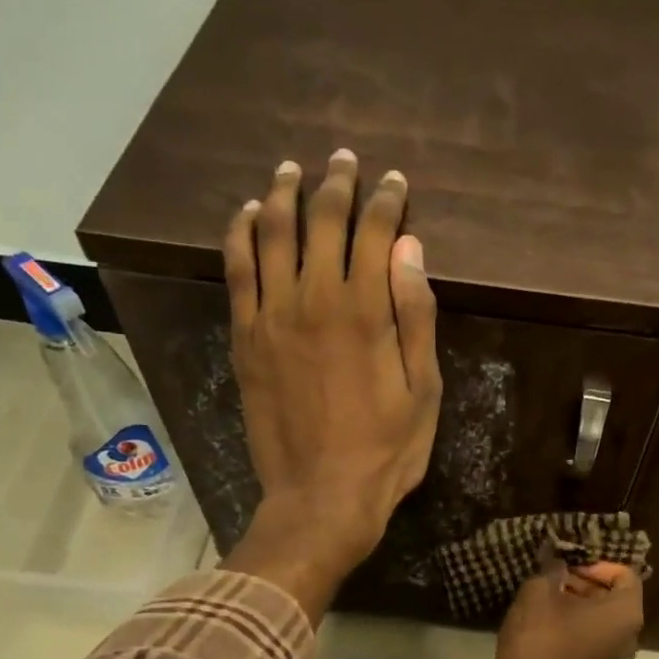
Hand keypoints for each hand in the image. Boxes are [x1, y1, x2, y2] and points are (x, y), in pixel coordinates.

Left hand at [219, 150, 441, 618]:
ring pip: (272, 233)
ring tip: (291, 170)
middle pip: (322, 222)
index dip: (387, 201)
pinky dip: (240, 233)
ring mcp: (270, 316)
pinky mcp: (244, 338)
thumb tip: (408, 247)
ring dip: (283, 194)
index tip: (395, 183)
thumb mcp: (423, 391)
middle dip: (337, 184)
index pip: (375, 232)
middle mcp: (313, 299)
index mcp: (365, 311)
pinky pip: (236, 270)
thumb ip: (416, 316)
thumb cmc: (385, 451)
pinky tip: (246, 214)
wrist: (320, 498)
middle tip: (345, 161)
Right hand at [492, 550, 644, 658]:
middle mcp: (630, 634)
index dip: (595, 564)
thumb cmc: (539, 638)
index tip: (567, 566)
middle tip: (552, 577)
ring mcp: (615, 655)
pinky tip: (545, 619)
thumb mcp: (539, 591)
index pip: (624, 573)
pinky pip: (593, 634)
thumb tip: (557, 561)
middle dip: (584, 581)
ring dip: (577, 601)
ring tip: (545, 595)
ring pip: (602, 616)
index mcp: (626, 612)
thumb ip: (552, 569)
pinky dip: (575, 623)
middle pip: (614, 595)